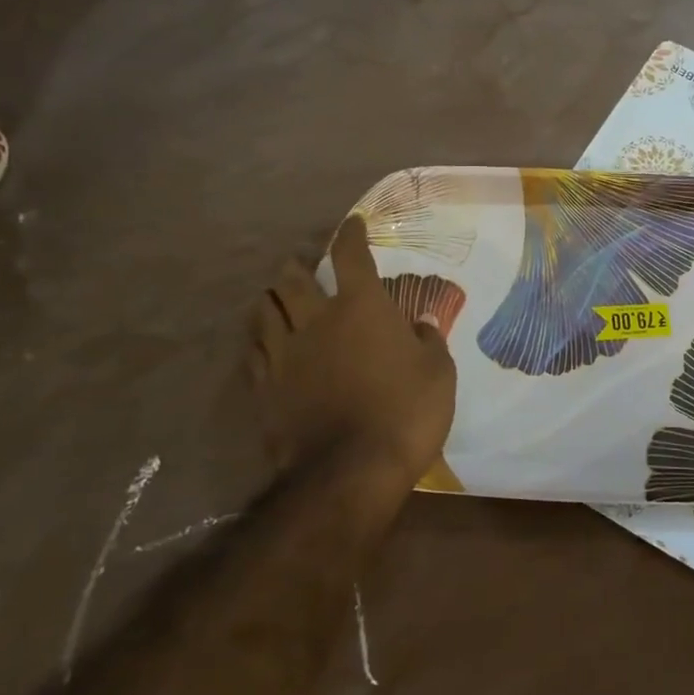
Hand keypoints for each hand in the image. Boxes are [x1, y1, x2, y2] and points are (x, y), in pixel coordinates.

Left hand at [250, 215, 456, 492]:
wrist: (351, 470)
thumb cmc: (406, 412)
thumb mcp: (439, 372)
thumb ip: (429, 340)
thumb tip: (422, 321)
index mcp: (361, 308)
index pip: (352, 256)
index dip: (350, 235)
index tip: (351, 224)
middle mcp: (316, 320)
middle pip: (293, 279)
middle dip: (296, 264)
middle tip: (299, 262)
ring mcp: (285, 354)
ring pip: (265, 311)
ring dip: (270, 298)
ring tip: (274, 296)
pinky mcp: (265, 388)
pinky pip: (255, 352)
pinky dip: (260, 339)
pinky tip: (263, 342)